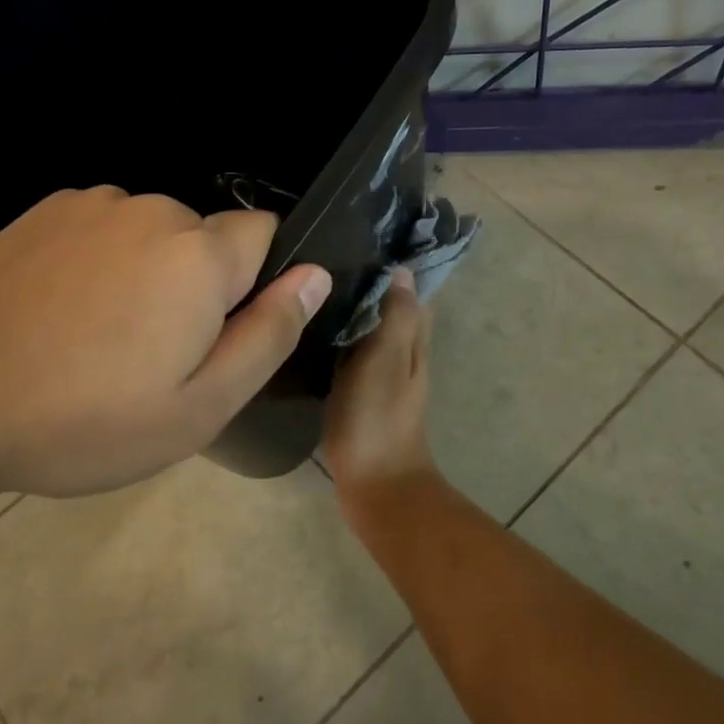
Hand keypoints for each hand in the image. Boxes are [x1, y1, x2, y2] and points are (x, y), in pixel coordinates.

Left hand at [0, 186, 330, 497]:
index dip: (254, 282)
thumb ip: (269, 334)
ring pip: (152, 233)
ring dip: (145, 271)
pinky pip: (101, 229)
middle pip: (205, 237)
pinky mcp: (41, 212)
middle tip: (153, 352)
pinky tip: (57, 312)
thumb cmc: (84, 419)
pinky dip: (98, 260)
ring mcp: (90, 205)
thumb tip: (317, 275)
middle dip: (197, 282)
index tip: (217, 331)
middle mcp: (152, 211)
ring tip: (98, 336)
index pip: (266, 233)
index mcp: (200, 255)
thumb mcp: (200, 406)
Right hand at [320, 268, 441, 524]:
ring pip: (369, 330)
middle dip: (367, 282)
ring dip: (350, 309)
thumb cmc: (378, 418)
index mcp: (413, 339)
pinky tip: (309, 331)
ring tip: (311, 286)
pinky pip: (352, 354)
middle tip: (324, 258)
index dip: (392, 264)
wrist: (376, 486)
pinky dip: (338, 338)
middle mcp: (402, 352)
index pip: (409, 289)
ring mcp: (382, 375)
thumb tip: (402, 270)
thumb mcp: (385, 359)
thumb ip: (396, 316)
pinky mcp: (361, 394)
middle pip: (389, 307)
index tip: (361, 237)